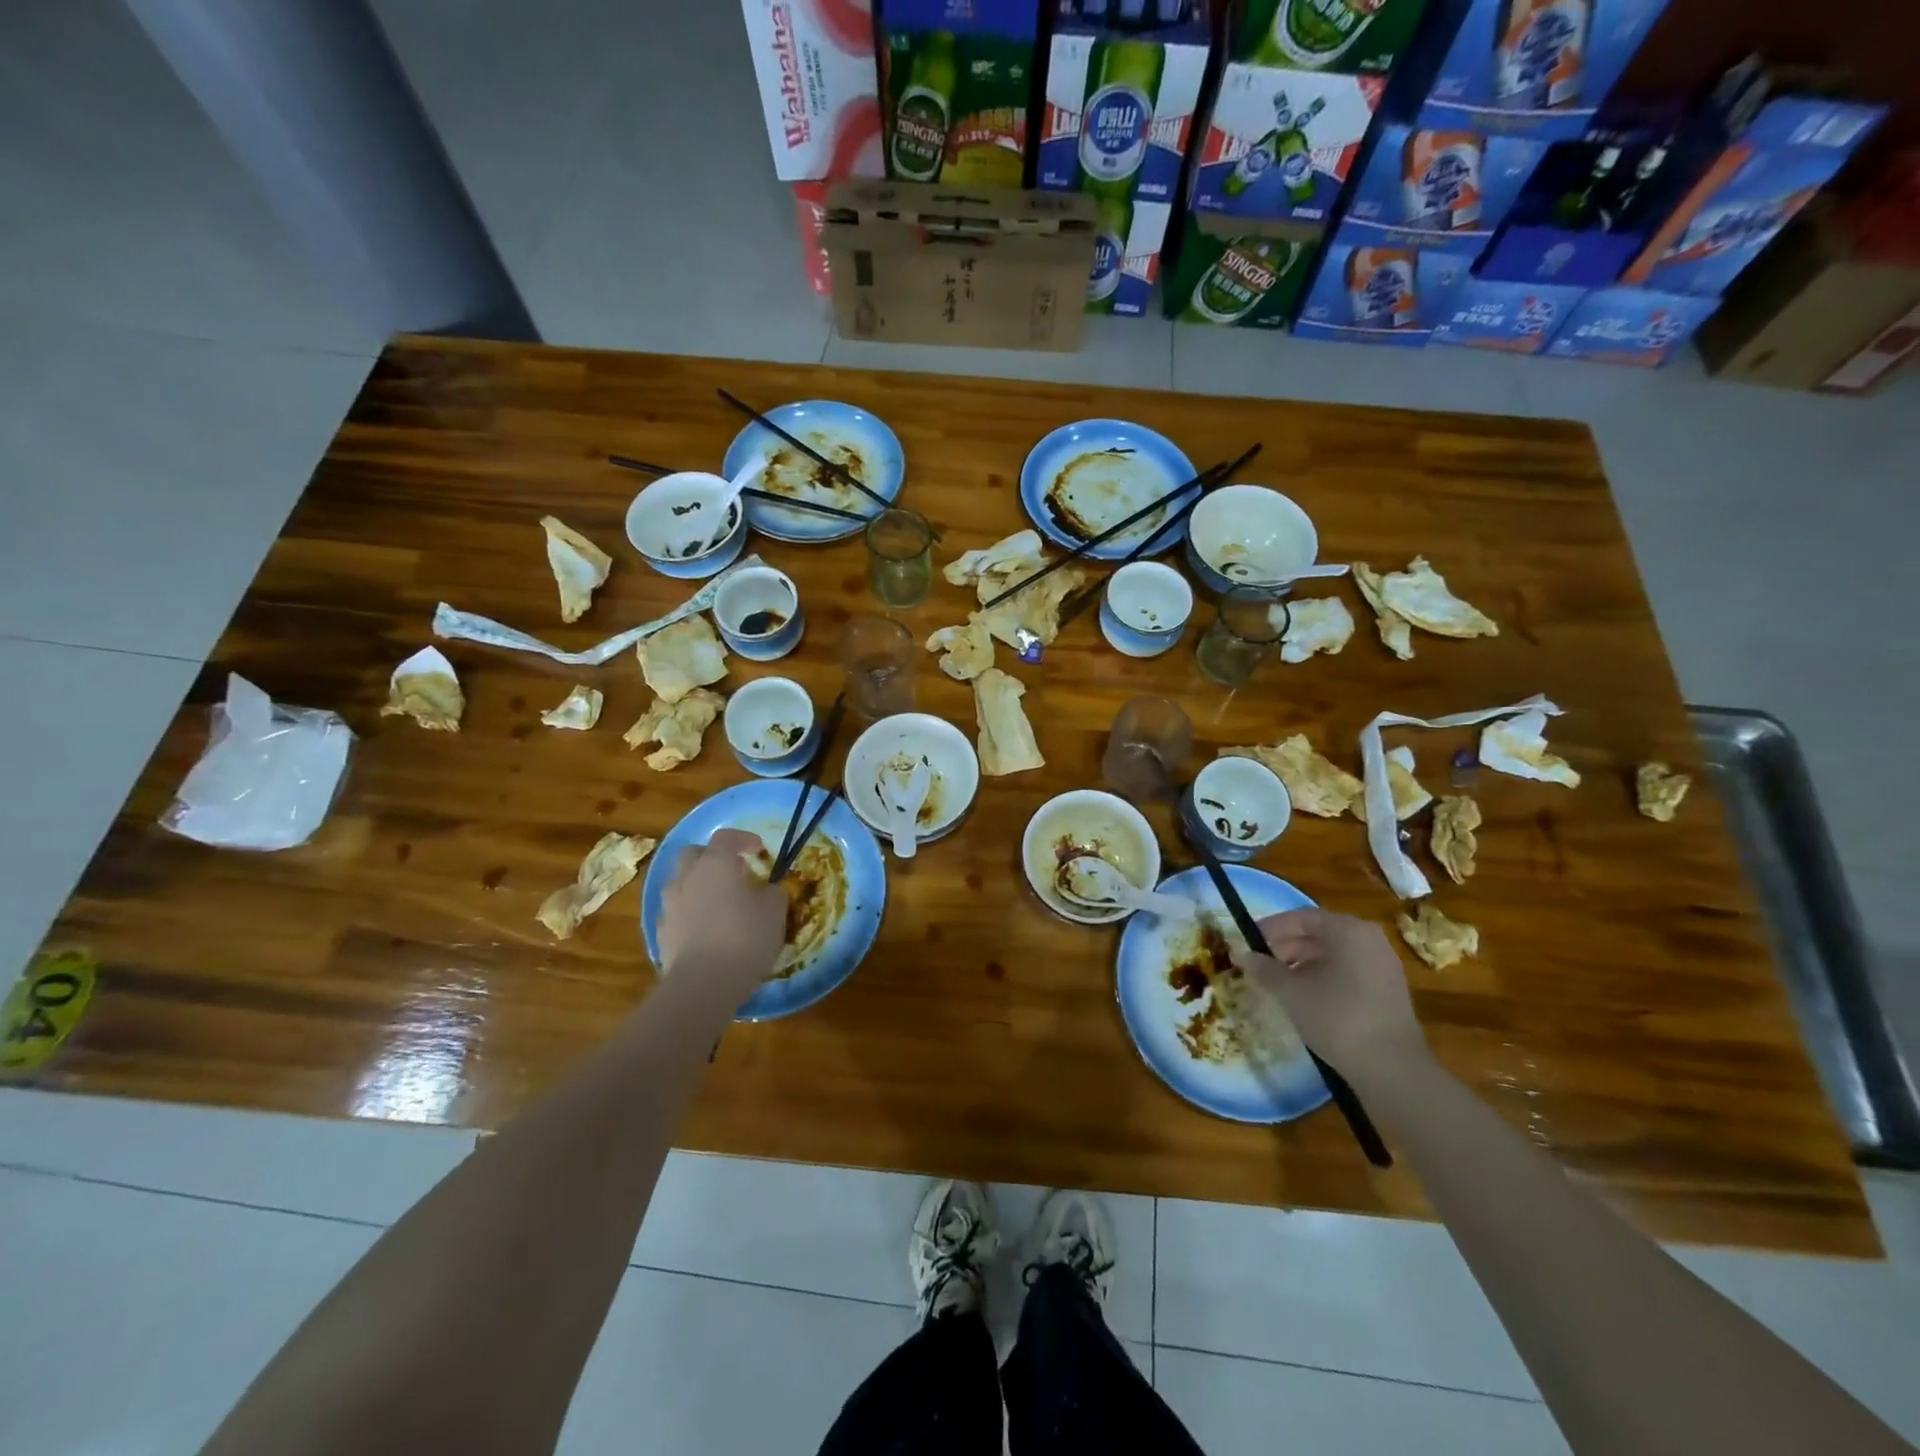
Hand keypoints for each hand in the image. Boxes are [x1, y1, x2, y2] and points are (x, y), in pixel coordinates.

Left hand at [658, 829, 786, 994]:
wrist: (703, 984)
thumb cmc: (745, 937)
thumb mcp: (775, 911)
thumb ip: (772, 893)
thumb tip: (768, 891)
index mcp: (715, 864)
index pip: (726, 837)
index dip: (743, 838)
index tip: (758, 849)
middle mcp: (687, 878)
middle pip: (693, 854)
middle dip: (711, 857)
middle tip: (733, 872)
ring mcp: (669, 906)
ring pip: (681, 883)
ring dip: (698, 886)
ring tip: (719, 903)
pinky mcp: (661, 933)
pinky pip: (677, 912)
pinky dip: (690, 913)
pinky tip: (706, 930)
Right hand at [1234, 908, 1426, 1075]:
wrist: (1393, 1070)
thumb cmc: (1338, 1019)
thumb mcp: (1291, 992)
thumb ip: (1264, 969)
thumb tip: (1239, 953)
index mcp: (1348, 931)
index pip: (1301, 917)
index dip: (1270, 928)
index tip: (1247, 943)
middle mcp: (1369, 939)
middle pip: (1319, 933)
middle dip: (1286, 946)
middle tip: (1260, 964)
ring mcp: (1383, 964)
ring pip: (1333, 953)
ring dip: (1302, 963)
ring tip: (1278, 982)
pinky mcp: (1388, 989)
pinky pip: (1348, 970)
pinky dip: (1323, 976)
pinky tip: (1306, 997)